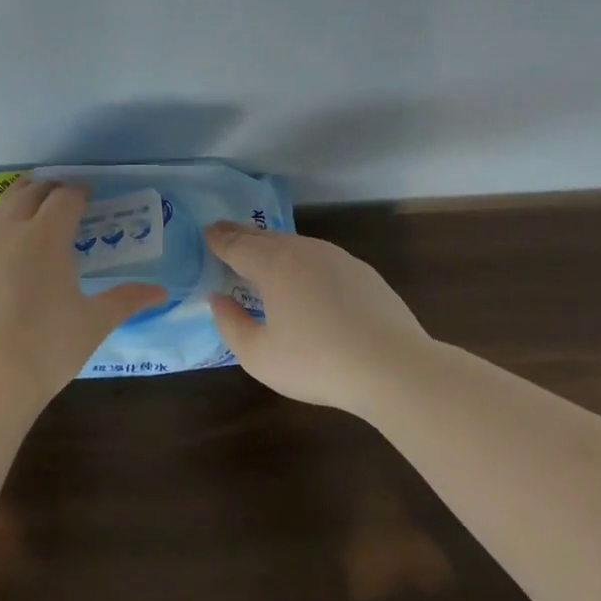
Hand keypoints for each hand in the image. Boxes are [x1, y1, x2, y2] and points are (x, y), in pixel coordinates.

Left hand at [0, 177, 167, 403]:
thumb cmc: (48, 348)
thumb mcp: (94, 323)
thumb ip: (126, 300)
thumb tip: (160, 292)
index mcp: (45, 236)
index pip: (64, 198)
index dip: (78, 192)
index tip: (87, 195)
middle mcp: (7, 232)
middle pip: (26, 193)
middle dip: (45, 189)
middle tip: (60, 197)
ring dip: (15, 208)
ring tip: (28, 220)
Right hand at [207, 223, 431, 411]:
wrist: (394, 367)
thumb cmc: (317, 362)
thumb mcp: (259, 355)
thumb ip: (230, 324)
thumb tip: (217, 299)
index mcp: (273, 264)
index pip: (236, 244)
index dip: (218, 239)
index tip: (206, 233)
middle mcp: (303, 250)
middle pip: (264, 237)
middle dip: (241, 235)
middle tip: (224, 233)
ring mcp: (336, 258)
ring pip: (294, 244)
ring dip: (272, 245)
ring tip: (259, 254)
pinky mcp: (362, 272)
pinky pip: (319, 257)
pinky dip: (301, 259)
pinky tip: (303, 277)